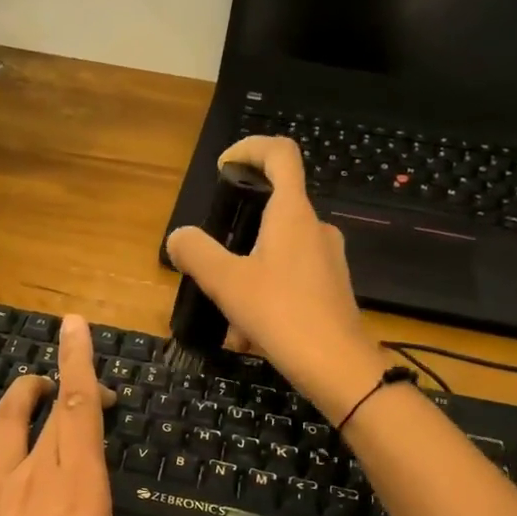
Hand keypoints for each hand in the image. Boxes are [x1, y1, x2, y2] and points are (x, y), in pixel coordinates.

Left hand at [0, 315, 232, 515]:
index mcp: (81, 487)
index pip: (80, 410)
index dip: (80, 363)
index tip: (76, 326)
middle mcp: (38, 473)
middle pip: (53, 410)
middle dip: (70, 385)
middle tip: (89, 391)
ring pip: (7, 421)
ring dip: (23, 393)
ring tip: (36, 383)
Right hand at [165, 136, 384, 419]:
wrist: (337, 367)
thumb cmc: (281, 314)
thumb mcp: (226, 283)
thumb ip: (197, 253)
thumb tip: (179, 237)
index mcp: (293, 214)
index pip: (279, 154)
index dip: (249, 148)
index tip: (223, 168)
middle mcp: (315, 228)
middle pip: (273, 209)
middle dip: (237, 233)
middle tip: (212, 263)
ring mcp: (328, 259)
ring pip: (277, 252)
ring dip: (247, 275)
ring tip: (228, 315)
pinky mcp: (331, 288)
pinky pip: (289, 279)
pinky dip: (264, 296)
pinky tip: (250, 336)